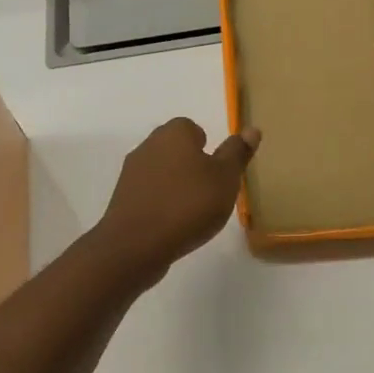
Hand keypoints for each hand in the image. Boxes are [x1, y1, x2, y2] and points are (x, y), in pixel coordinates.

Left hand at [94, 118, 260, 276]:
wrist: (136, 244)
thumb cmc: (188, 205)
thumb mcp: (225, 179)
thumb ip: (237, 153)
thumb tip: (251, 128)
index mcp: (174, 133)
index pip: (192, 128)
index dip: (206, 147)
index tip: (217, 172)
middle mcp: (149, 145)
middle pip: (175, 149)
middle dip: (191, 166)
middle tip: (209, 192)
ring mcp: (131, 172)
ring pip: (161, 171)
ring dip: (175, 186)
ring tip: (192, 212)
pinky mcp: (122, 198)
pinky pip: (149, 193)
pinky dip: (161, 203)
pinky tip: (172, 225)